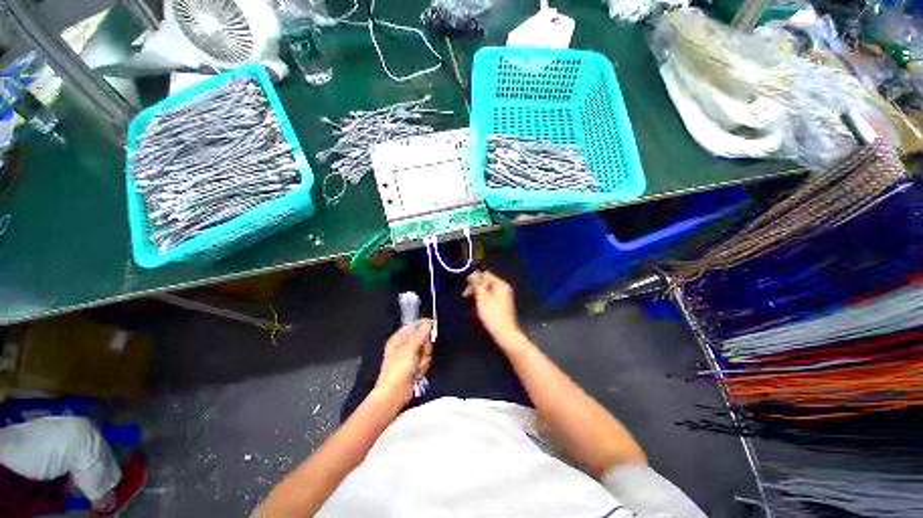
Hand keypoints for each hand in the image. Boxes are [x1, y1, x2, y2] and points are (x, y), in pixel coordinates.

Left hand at [375, 320, 432, 405]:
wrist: (394, 394)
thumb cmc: (398, 370)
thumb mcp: (409, 349)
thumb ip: (420, 335)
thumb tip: (428, 324)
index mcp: (399, 338)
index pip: (414, 325)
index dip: (423, 325)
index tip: (433, 325)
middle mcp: (405, 345)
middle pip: (423, 338)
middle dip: (425, 347)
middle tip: (421, 354)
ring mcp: (411, 356)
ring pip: (426, 350)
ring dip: (424, 359)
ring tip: (417, 367)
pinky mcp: (416, 366)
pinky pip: (425, 361)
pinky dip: (423, 367)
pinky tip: (417, 373)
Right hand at [463, 270, 521, 341]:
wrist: (505, 333)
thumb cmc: (492, 314)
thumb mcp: (482, 298)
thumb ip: (476, 284)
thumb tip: (472, 274)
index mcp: (500, 284)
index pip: (485, 274)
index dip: (474, 278)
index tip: (465, 285)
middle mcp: (503, 287)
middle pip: (486, 282)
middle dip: (475, 287)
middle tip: (465, 295)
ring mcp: (504, 296)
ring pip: (487, 290)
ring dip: (477, 293)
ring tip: (469, 301)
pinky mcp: (502, 304)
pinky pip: (490, 296)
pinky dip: (483, 299)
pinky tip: (476, 306)